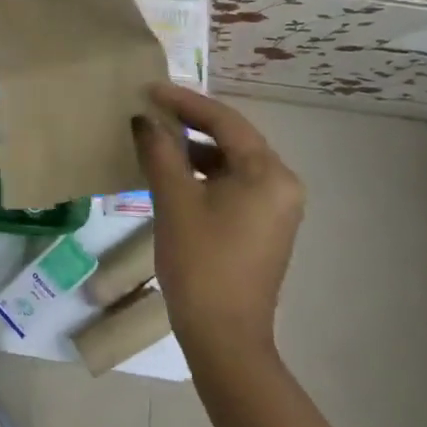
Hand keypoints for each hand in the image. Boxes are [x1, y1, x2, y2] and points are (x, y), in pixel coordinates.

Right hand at [133, 83, 303, 362]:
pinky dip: (203, 173)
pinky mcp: (263, 226)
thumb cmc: (200, 262)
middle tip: (151, 107)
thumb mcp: (173, 199)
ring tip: (155, 136)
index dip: (185, 101)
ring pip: (231, 162)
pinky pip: (233, 184)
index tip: (150, 89)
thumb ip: (159, 151)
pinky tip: (172, 172)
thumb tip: (144, 119)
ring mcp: (276, 208)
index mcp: (268, 174)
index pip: (225, 121)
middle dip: (191, 122)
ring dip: (194, 148)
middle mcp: (281, 184)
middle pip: (232, 138)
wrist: (224, 337)